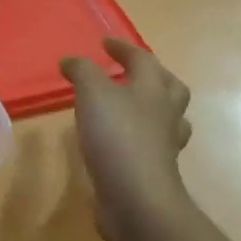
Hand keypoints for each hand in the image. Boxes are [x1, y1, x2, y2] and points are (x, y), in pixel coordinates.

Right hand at [61, 38, 195, 240]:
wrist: (136, 198)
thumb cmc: (117, 136)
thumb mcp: (92, 93)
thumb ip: (82, 71)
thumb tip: (70, 61)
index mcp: (153, 90)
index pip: (142, 60)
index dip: (123, 48)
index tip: (105, 42)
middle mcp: (165, 115)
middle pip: (169, 88)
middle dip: (151, 76)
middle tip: (129, 72)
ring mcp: (163, 145)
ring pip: (166, 118)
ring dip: (151, 108)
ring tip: (128, 106)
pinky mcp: (153, 170)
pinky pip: (151, 146)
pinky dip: (137, 137)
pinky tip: (118, 141)